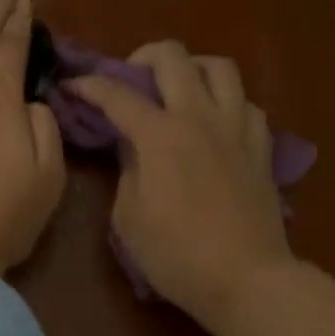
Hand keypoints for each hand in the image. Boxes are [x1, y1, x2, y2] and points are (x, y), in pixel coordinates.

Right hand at [70, 42, 294, 331]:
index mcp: (160, 135)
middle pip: (173, 57)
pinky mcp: (261, 147)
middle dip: (142, 57)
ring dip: (192, 69)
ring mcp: (236, 128)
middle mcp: (200, 117)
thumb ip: (127, 171)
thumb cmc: (177, 255)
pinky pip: (247, 104)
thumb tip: (134, 149)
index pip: (117, 94)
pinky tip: (216, 123)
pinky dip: (227, 103)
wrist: (246, 278)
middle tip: (131, 80)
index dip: (89, 85)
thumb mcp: (129, 218)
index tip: (72, 85)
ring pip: (220, 67)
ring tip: (179, 90)